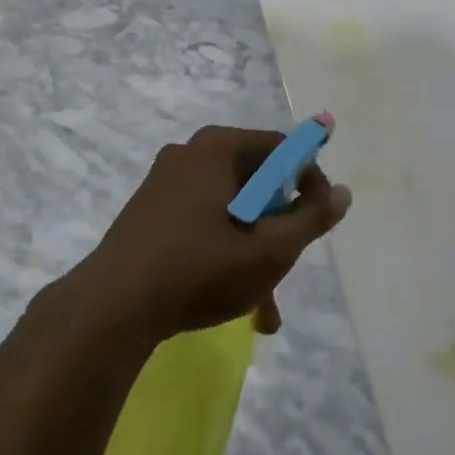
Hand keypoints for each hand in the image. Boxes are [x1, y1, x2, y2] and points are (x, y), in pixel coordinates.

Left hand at [80, 125, 350, 342]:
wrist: (112, 308)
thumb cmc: (200, 268)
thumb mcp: (269, 249)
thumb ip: (311, 219)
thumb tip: (342, 192)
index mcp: (218, 146)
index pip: (281, 149)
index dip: (309, 182)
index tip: (318, 221)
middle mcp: (190, 153)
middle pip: (255, 181)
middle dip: (278, 227)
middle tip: (289, 265)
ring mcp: (164, 182)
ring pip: (230, 209)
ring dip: (253, 249)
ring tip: (266, 306)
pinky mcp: (148, 212)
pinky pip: (201, 222)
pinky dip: (223, 251)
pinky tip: (234, 300)